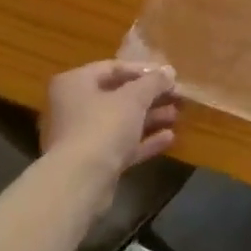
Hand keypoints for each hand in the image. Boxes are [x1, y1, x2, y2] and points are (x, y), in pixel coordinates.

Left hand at [42, 61, 180, 187]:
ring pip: (121, 122)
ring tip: (177, 115)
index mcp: (75, 83)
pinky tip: (169, 138)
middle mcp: (73, 107)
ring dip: (150, 118)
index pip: (113, 68)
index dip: (144, 70)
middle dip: (150, 96)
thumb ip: (153, 82)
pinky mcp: (92, 163)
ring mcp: (81, 137)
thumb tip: (169, 71)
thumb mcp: (134, 97)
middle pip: (118, 96)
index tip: (168, 75)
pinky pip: (121, 146)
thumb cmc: (103, 126)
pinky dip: (143, 141)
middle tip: (177, 96)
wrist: (80, 182)